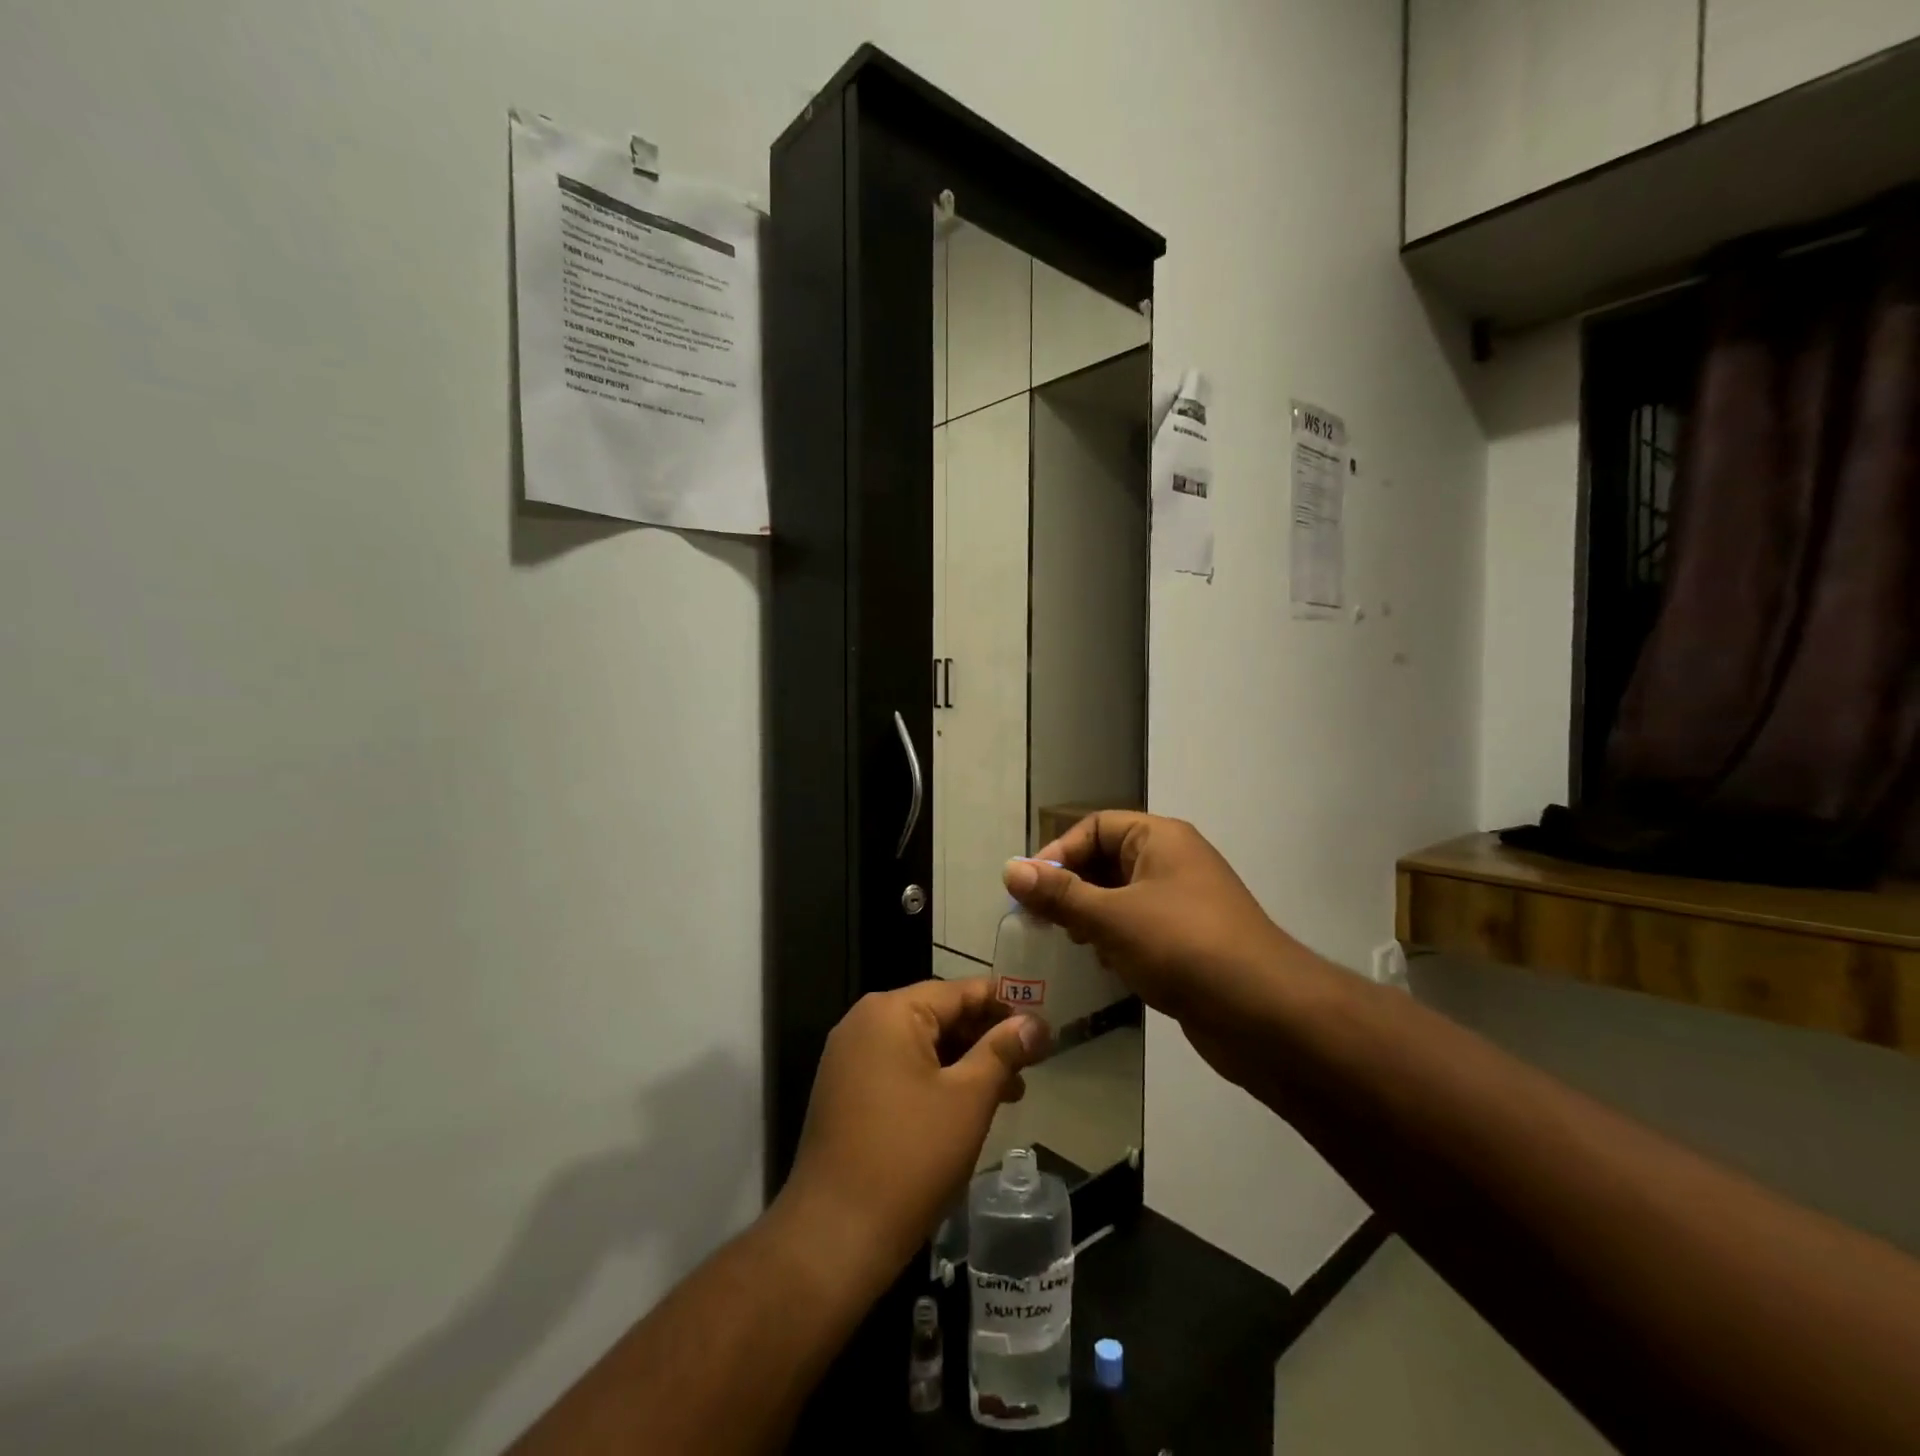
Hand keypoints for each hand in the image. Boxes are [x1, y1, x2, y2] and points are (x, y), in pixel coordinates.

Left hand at [776, 979, 1048, 1288]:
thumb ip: (1003, 1051)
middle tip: (1031, 1066)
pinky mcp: (845, 1091)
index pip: (960, 991)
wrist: (834, 1237)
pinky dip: (935, 1079)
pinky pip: (900, 1068)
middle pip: (939, 1014)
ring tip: (1010, 1093)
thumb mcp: (968, 1099)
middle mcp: (864, 1022)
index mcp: (890, 1011)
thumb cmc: (910, 1158)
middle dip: (986, 1038)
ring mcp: (850, 1058)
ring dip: (965, 1063)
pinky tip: (967, 1107)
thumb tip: (1036, 1022)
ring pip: (922, 1045)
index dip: (1006, 1006)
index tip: (1042, 1028)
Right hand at [1003, 811, 1300, 1024]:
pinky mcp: (1189, 943)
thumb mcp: (1112, 917)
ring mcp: (1184, 904)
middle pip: (1107, 862)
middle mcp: (1173, 862)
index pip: (1095, 827)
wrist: (1266, 1014)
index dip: (1058, 853)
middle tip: (1040, 920)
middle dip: (1071, 888)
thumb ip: (1060, 894)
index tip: (1029, 889)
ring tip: (1068, 943)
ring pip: (1121, 899)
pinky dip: (1116, 942)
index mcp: (1160, 838)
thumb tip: (1010, 868)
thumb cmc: (1183, 947)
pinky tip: (1103, 967)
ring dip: (1091, 917)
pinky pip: (1139, 929)